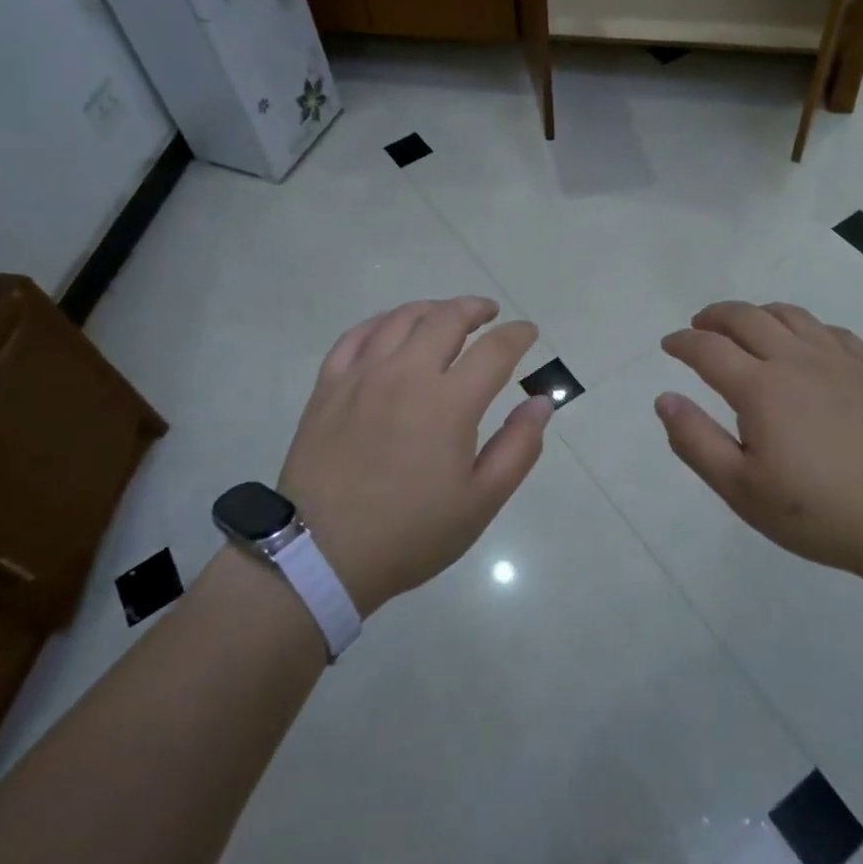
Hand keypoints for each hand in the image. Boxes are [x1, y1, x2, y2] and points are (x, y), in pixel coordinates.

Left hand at [277, 297, 552, 616]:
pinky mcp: (329, 385)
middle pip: (446, 319)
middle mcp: (406, 374)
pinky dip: (383, 321)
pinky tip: (392, 327)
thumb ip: (519, 447)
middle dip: (475, 309)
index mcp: (449, 403)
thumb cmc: (410, 533)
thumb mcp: (481, 502)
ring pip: (402, 318)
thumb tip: (541, 402)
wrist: (321, 554)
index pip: (494, 350)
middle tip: (489, 314)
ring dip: (432, 309)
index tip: (528, 332)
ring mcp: (363, 375)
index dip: (517, 335)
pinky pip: (357, 335)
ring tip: (446, 315)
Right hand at [656, 301, 862, 594]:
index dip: (682, 342)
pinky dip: (802, 325)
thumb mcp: (742, 490)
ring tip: (744, 328)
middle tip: (699, 326)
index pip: (708, 348)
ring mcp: (838, 360)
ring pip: (789, 314)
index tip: (668, 344)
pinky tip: (802, 344)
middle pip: (746, 317)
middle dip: (714, 316)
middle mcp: (796, 359)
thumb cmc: (819, 512)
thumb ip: (696, 441)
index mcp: (760, 388)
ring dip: (756, 313)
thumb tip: (665, 399)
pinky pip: (829, 329)